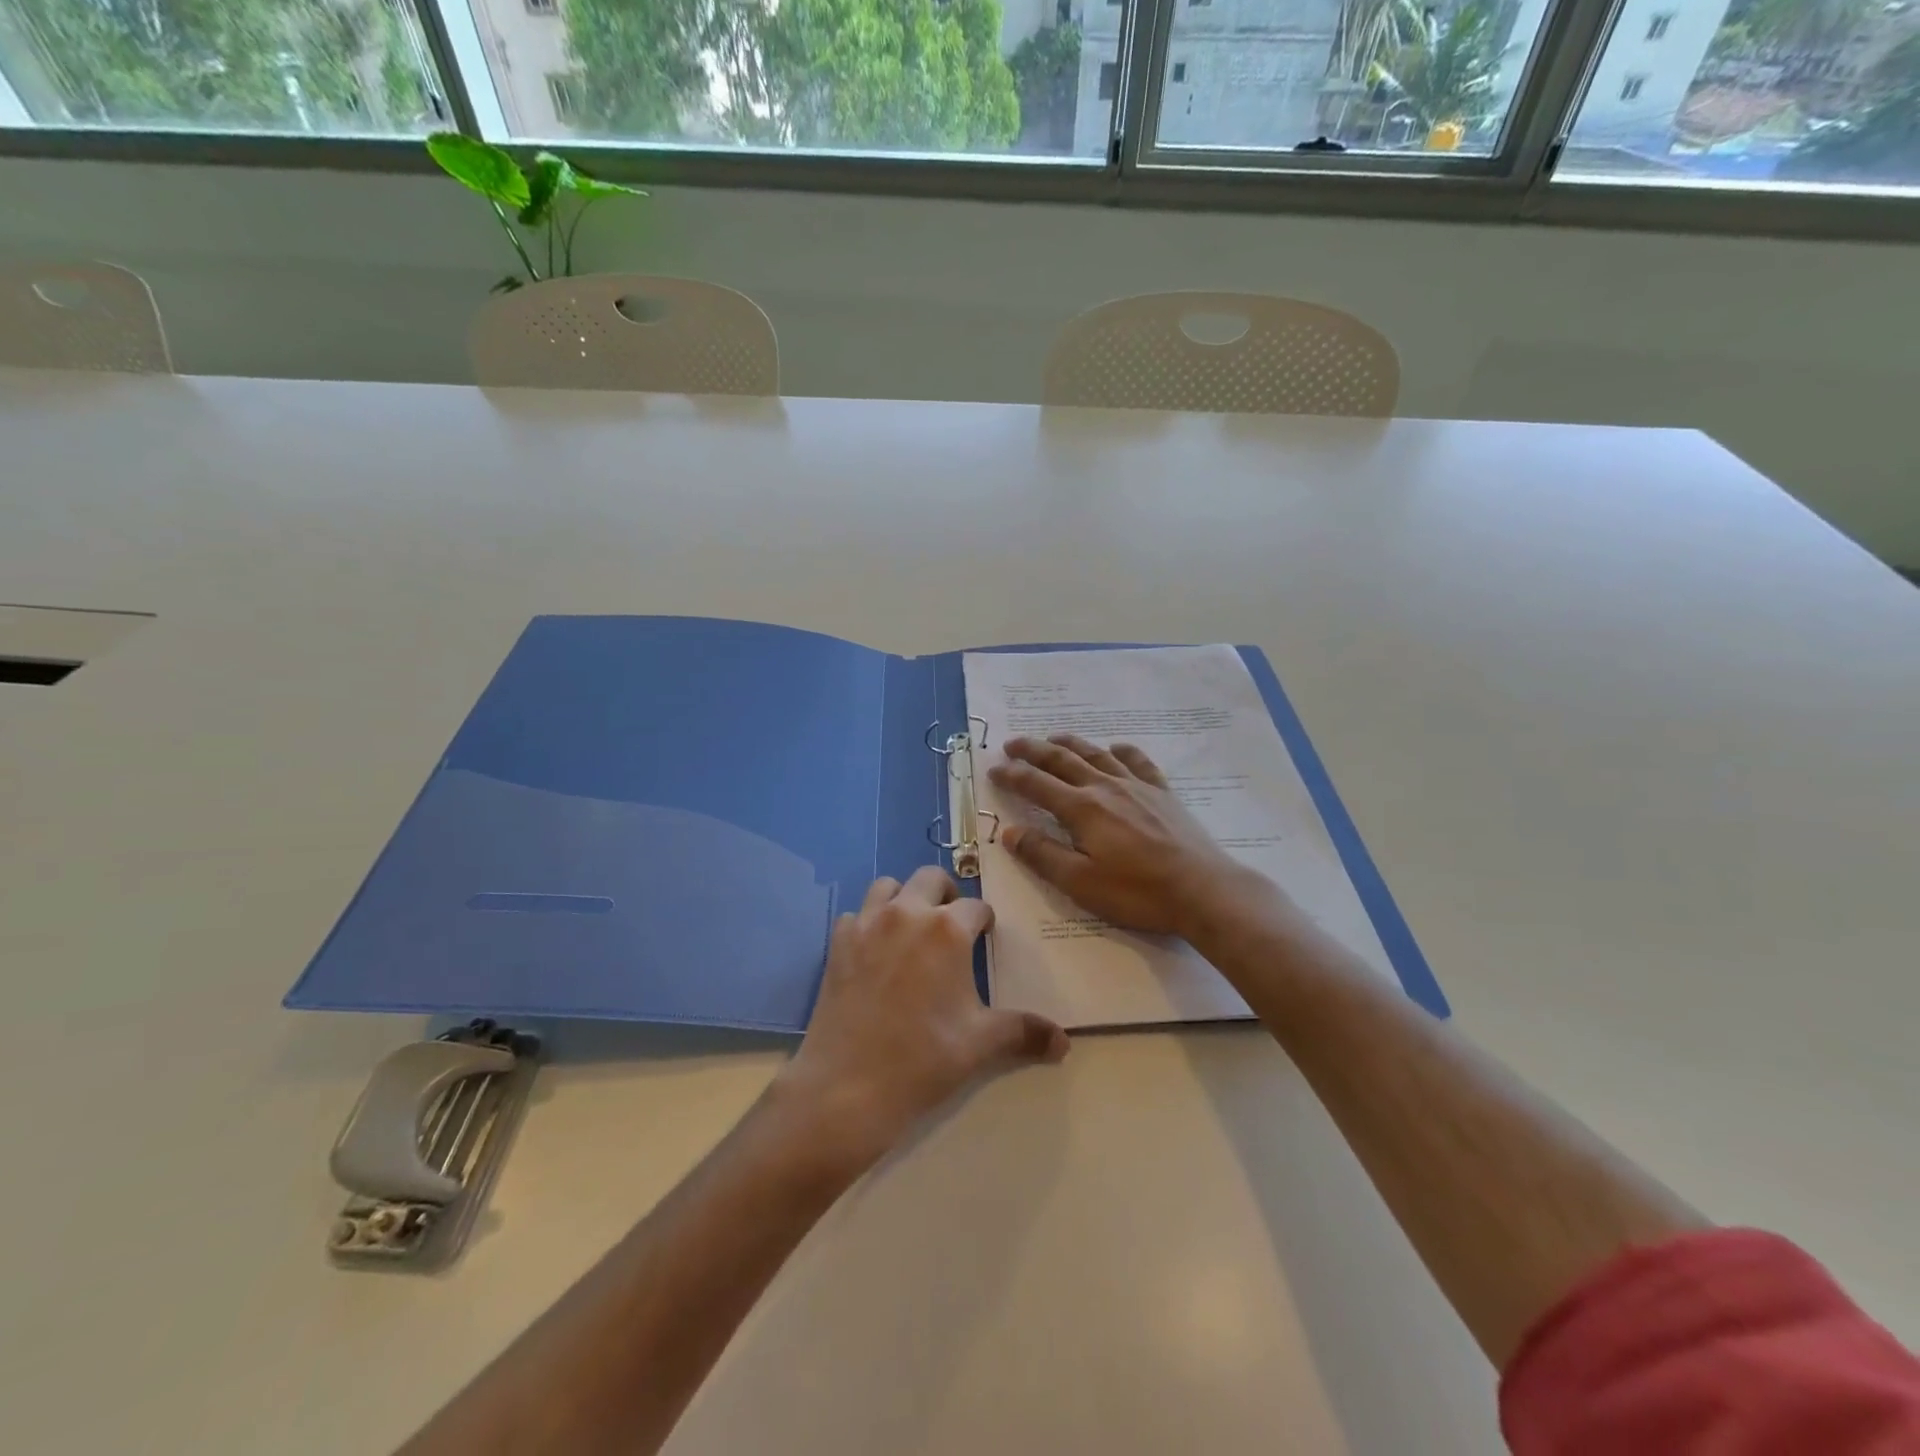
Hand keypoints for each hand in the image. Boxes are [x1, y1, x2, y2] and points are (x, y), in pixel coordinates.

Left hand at [777, 866, 1068, 1166]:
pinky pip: (856, 915)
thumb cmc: (922, 1060)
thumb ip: (1024, 1032)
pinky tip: (874, 951)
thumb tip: (1063, 1042)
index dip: (985, 922)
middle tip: (951, 925)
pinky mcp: (838, 942)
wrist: (847, 1087)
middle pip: (931, 877)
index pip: (976, 907)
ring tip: (912, 928)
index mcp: (948, 929)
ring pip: (888, 886)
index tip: (986, 938)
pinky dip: (868, 923)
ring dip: (904, 898)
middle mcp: (907, 912)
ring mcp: (868, 923)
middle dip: (946, 894)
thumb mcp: (981, 1044)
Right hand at [987, 735, 1250, 938]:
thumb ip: (1042, 854)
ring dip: (1071, 744)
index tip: (993, 769)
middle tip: (1012, 743)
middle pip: (1062, 760)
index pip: (1036, 785)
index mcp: (1081, 809)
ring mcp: (1137, 786)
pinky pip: (1138, 762)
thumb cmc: (1137, 892)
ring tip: (1054, 738)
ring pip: (1096, 755)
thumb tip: (1009, 832)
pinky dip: (1122, 751)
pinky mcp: (1162, 793)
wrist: (1202, 889)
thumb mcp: (1080, 882)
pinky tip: (1115, 748)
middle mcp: (1105, 787)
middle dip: (1034, 750)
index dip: (1012, 775)